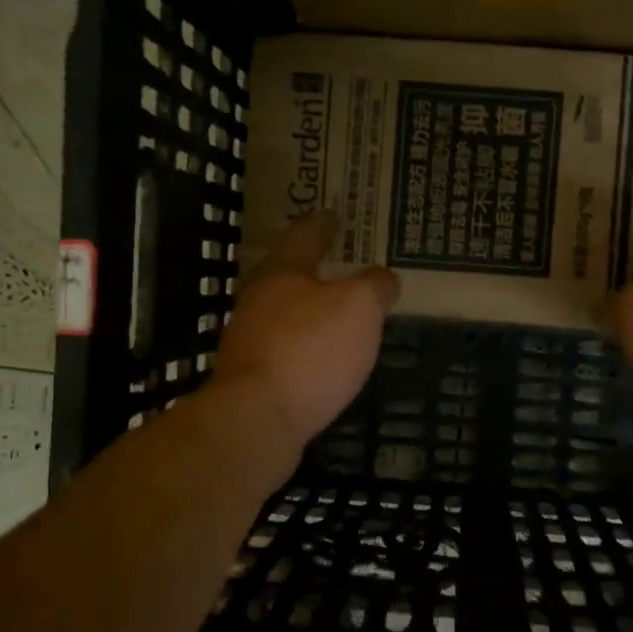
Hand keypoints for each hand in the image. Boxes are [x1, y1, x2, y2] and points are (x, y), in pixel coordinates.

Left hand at [211, 210, 399, 447]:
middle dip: (311, 265)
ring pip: (282, 310)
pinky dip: (303, 342)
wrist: (256, 418)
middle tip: (336, 259)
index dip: (323, 223)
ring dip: (306, 306)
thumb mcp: (359, 307)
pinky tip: (320, 354)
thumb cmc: (311, 350)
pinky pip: (284, 346)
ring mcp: (249, 338)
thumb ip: (375, 286)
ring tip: (334, 308)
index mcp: (282, 271)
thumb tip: (383, 278)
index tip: (333, 213)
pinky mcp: (251, 375)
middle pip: (286, 272)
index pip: (305, 235)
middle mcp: (258, 298)